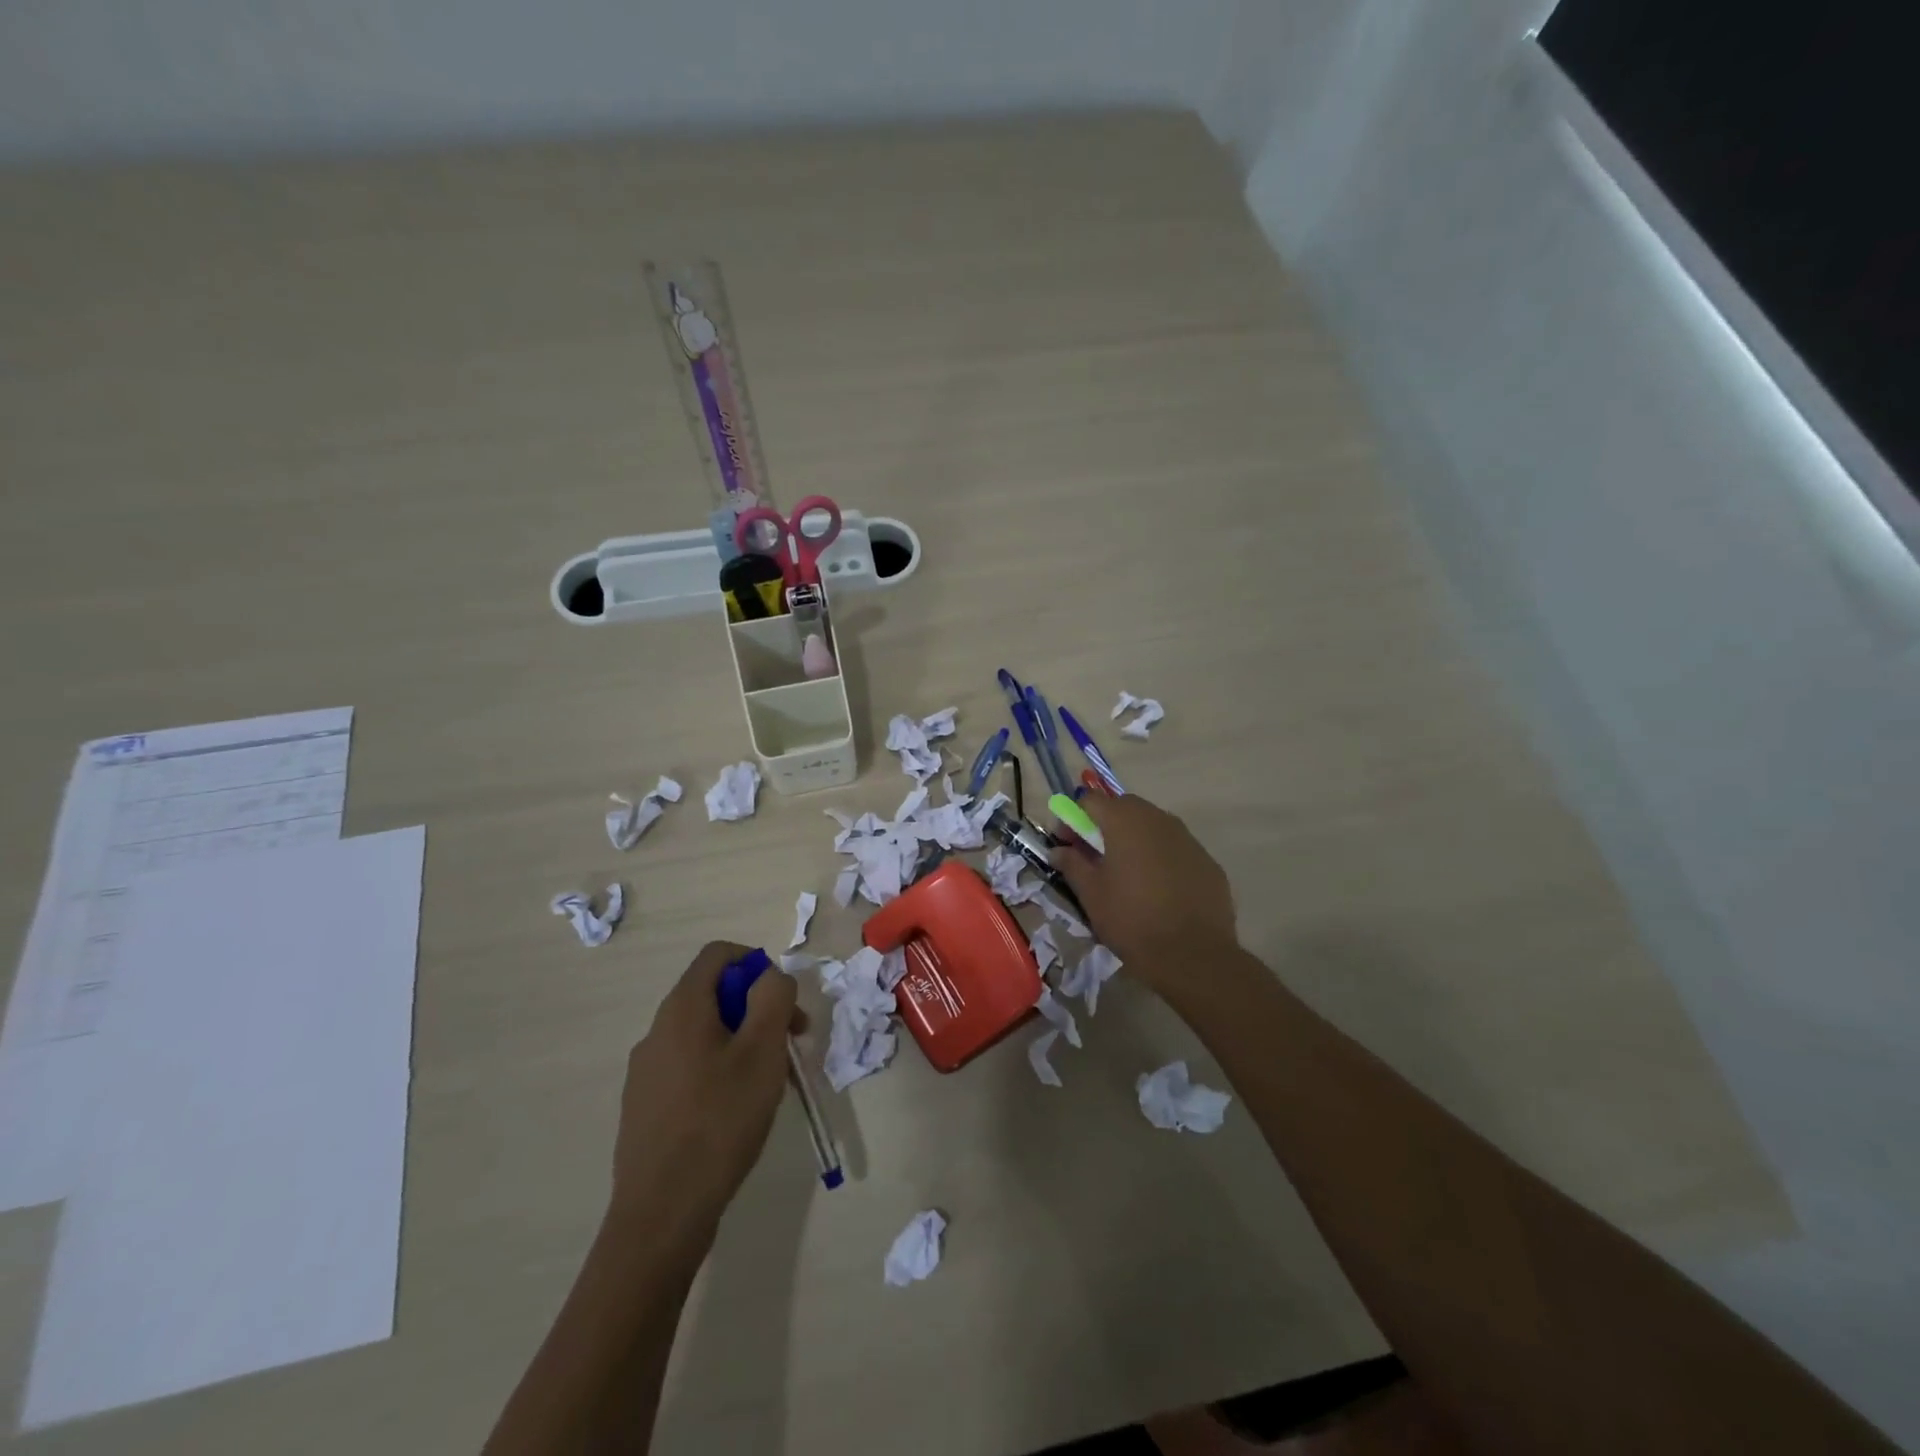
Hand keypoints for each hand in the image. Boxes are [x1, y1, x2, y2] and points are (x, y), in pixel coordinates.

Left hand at [607, 941, 799, 1250]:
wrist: (661, 1215)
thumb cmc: (719, 1121)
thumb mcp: (763, 1051)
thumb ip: (773, 997)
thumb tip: (771, 977)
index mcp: (682, 1009)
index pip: (718, 955)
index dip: (757, 964)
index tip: (783, 1001)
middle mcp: (657, 1031)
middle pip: (714, 994)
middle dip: (758, 1007)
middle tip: (791, 1042)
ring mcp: (646, 1071)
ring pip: (704, 1033)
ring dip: (743, 1040)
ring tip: (770, 1081)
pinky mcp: (645, 1106)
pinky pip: (690, 1066)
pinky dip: (721, 1069)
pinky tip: (737, 1111)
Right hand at [1050, 794, 1238, 993]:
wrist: (1193, 955)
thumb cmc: (1132, 920)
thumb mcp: (1091, 894)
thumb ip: (1072, 864)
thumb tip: (1058, 851)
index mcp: (1125, 821)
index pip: (1090, 800)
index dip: (1072, 819)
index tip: (1067, 846)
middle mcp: (1159, 819)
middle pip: (1124, 807)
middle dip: (1104, 825)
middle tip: (1095, 858)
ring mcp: (1188, 839)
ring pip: (1153, 826)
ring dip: (1134, 840)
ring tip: (1127, 875)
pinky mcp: (1207, 861)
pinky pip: (1176, 849)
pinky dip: (1161, 858)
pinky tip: (1159, 891)